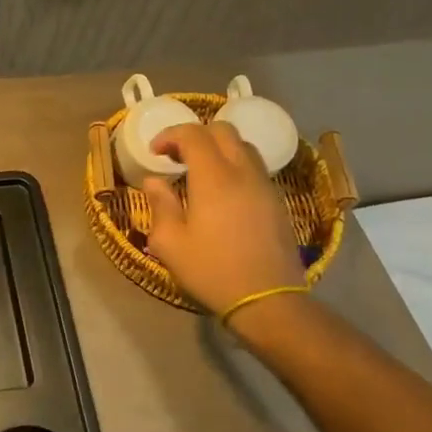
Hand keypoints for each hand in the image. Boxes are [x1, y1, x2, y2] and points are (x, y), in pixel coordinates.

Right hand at [143, 122, 305, 314]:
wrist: (268, 300)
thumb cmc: (212, 271)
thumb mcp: (170, 243)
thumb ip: (160, 205)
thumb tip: (154, 181)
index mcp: (214, 178)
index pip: (193, 135)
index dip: (170, 135)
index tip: (155, 152)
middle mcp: (243, 173)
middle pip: (223, 131)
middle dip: (196, 135)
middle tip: (176, 156)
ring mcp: (265, 186)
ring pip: (243, 147)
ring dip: (218, 149)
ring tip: (200, 171)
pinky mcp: (277, 202)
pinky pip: (255, 168)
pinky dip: (235, 166)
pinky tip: (223, 192)